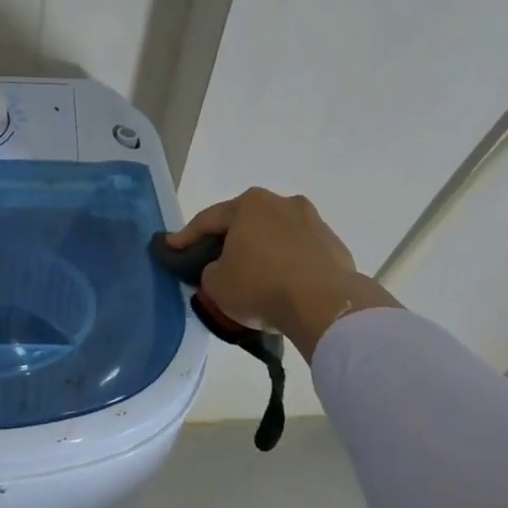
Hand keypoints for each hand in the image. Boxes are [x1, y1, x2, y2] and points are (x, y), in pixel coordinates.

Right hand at [168, 188, 397, 358]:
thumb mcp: (215, 284)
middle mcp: (283, 203)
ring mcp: (314, 222)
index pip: (208, 220)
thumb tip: (223, 269)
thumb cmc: (260, 286)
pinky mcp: (335, 246)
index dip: (186, 237)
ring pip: (276, 237)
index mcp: (249, 204)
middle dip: (230, 242)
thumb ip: (211, 270)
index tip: (172, 248)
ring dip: (263, 253)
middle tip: (214, 262)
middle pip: (246, 224)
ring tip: (253, 277)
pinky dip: (288, 266)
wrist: (324, 305)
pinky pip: (300, 255)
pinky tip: (281, 286)